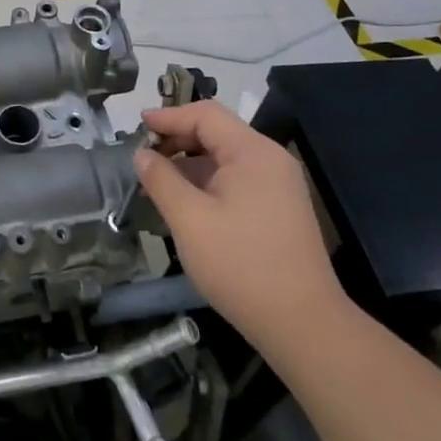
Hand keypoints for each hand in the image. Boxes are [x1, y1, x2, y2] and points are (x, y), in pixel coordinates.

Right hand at [133, 101, 345, 361]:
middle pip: (216, 133)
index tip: (137, 126)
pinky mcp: (279, 209)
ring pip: (225, 158)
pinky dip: (207, 182)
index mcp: (252, 152)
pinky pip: (237, 180)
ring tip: (157, 182)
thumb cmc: (241, 266)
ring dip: (190, 163)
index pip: (205, 115)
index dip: (169, 117)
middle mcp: (270, 160)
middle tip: (143, 157)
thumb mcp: (189, 220)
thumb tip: (142, 154)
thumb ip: (161, 180)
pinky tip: (185, 202)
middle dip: (177, 140)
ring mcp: (278, 185)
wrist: (303, 326)